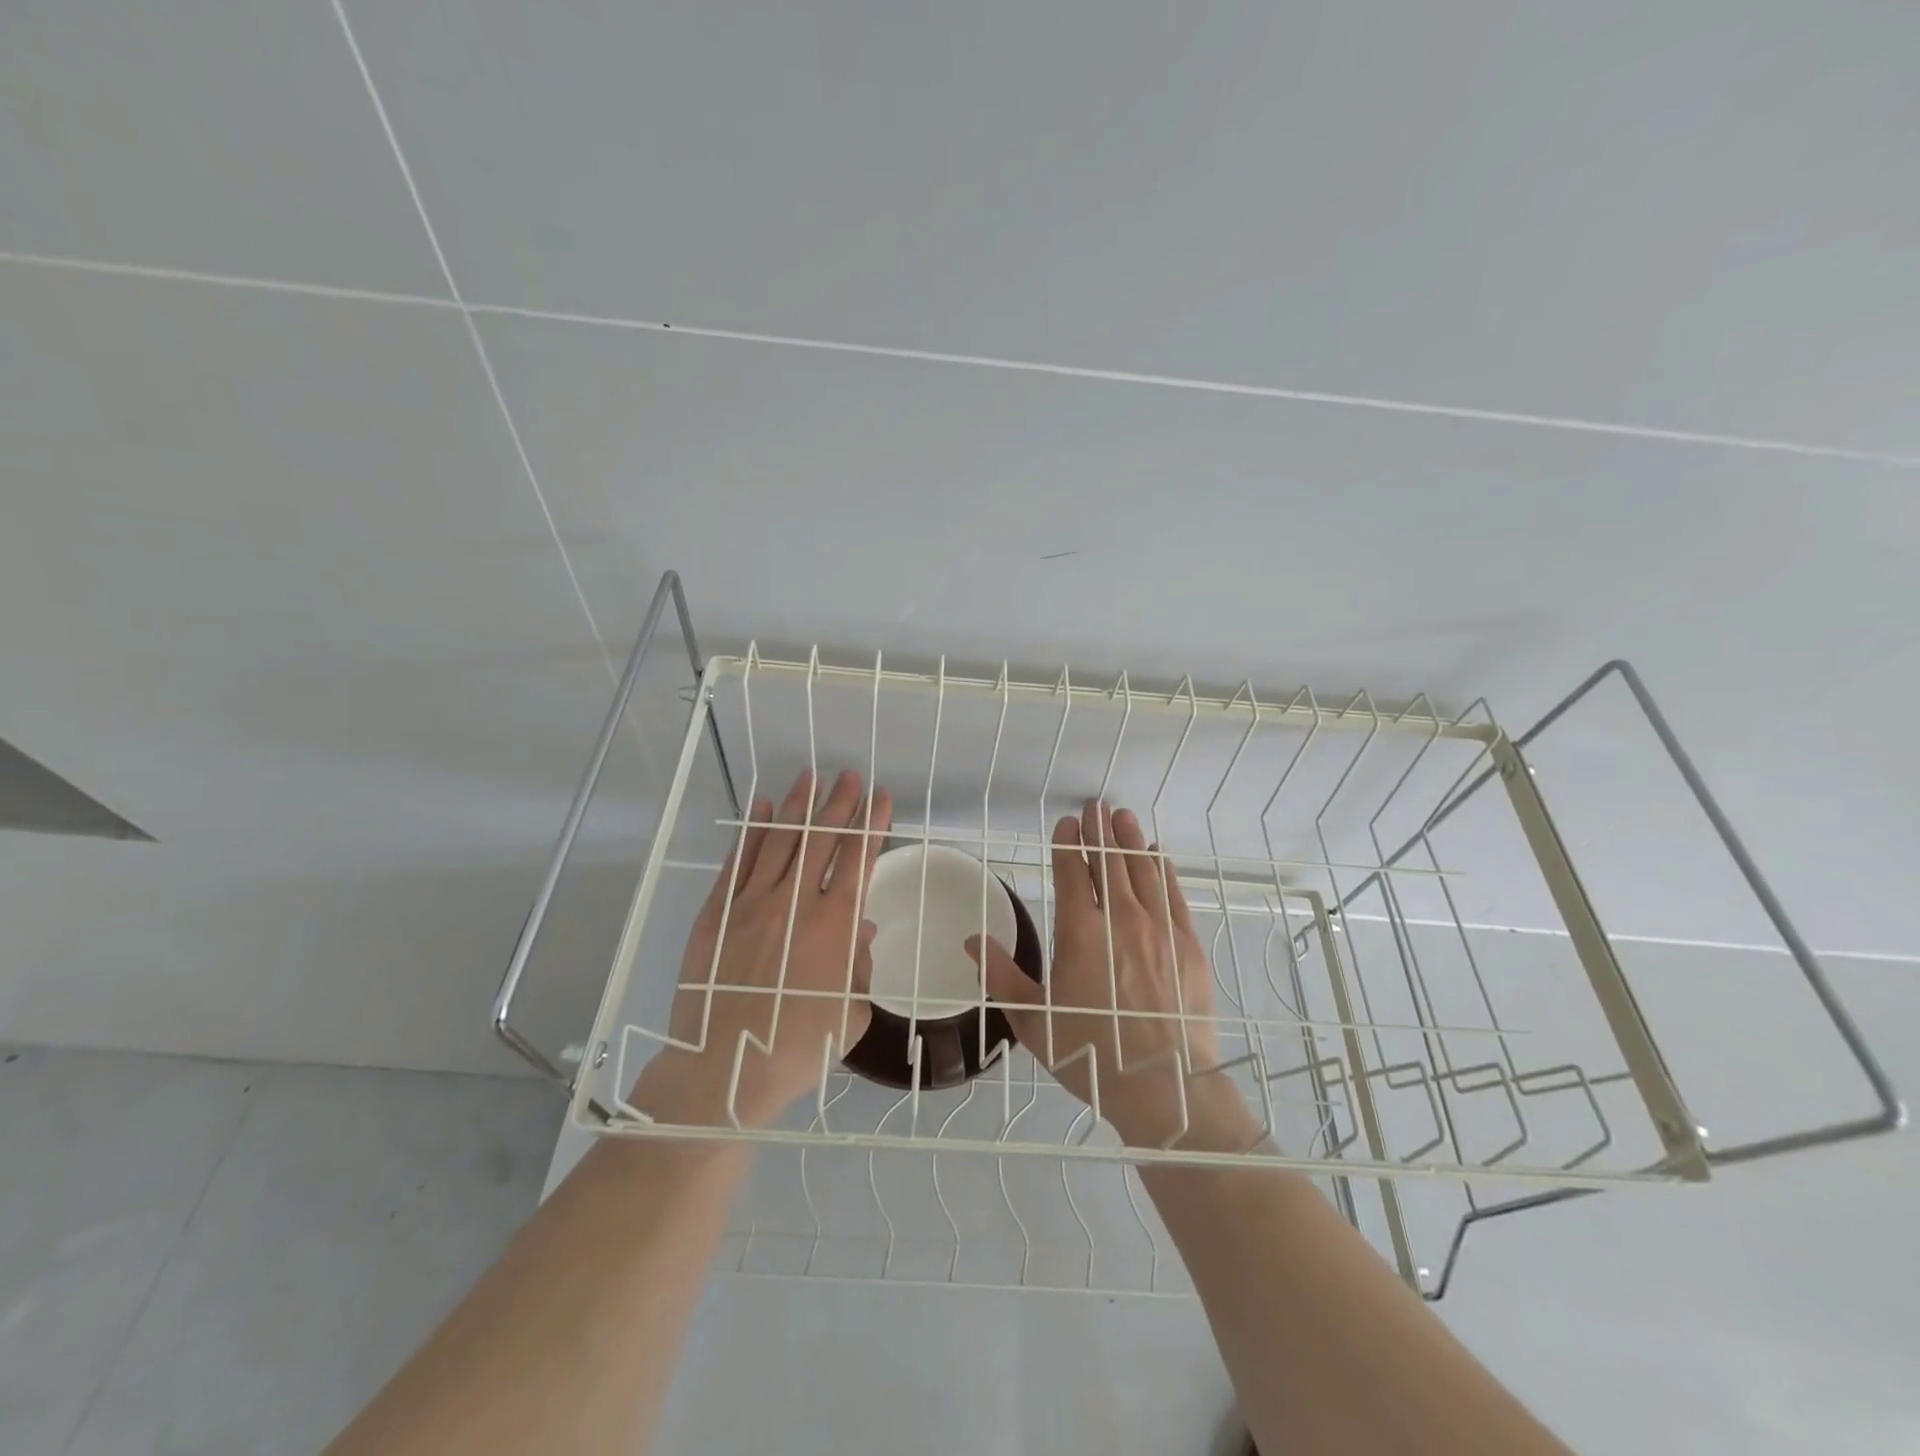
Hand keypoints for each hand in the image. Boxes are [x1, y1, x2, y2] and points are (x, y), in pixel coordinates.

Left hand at [633, 769, 892, 1127]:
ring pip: (780, 840)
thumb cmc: (797, 1049)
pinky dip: (753, 832)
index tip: (882, 797)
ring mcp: (751, 903)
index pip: (859, 859)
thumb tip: (860, 931)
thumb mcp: (850, 1015)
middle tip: (850, 775)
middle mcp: (794, 902)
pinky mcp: (717, 913)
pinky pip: (738, 862)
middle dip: (839, 802)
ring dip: (798, 806)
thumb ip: (859, 967)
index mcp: (834, 925)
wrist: (723, 1071)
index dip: (873, 824)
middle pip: (821, 838)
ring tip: (810, 775)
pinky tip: (762, 808)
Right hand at [968, 800, 1256, 1149]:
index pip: (1072, 873)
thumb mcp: (1032, 1021)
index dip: (1068, 844)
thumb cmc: (1091, 1053)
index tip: (1067, 824)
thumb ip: (1001, 976)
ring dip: (1130, 841)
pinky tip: (1158, 855)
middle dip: (1100, 831)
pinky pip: (1174, 894)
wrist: (1163, 1086)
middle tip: (1096, 806)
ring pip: (1142, 871)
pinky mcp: (1188, 944)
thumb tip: (973, 940)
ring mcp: (1159, 929)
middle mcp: (1120, 920)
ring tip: (1123, 817)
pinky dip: (1163, 870)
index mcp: (1080, 933)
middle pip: (1109, 863)